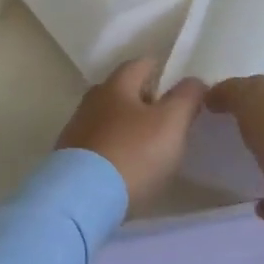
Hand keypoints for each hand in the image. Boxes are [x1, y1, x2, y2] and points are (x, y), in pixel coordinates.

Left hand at [56, 60, 205, 207]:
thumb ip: (186, 97)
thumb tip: (193, 81)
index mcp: (115, 86)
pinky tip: (126, 164)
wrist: (84, 198)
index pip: (140, 64)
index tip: (178, 85)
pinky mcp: (70, 159)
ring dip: (128, 125)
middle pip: (122, 91)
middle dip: (145, 99)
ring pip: (109, 118)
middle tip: (168, 116)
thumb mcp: (171, 122)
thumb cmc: (133, 153)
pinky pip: (99, 144)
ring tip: (150, 144)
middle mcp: (91, 102)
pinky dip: (114, 147)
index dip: (161, 71)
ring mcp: (76, 131)